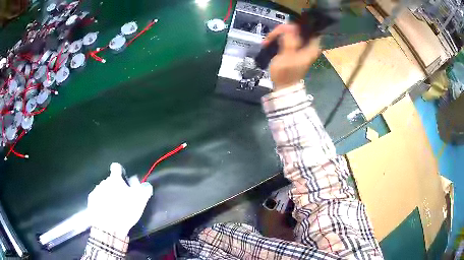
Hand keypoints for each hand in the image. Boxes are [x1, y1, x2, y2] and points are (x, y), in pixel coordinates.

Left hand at [87, 163, 152, 237]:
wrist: (108, 227)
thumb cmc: (125, 211)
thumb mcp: (140, 201)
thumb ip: (144, 189)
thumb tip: (145, 183)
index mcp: (115, 180)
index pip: (116, 167)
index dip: (120, 172)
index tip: (124, 180)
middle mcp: (104, 182)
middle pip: (110, 181)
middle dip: (115, 187)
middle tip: (122, 200)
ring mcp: (96, 191)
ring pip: (103, 190)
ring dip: (108, 195)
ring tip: (113, 208)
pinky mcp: (91, 201)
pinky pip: (97, 198)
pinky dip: (101, 202)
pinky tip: (106, 212)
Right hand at [263, 24, 320, 90]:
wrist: (283, 86)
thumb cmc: (286, 73)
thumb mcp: (287, 55)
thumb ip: (289, 39)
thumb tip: (290, 25)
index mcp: (311, 47)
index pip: (307, 28)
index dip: (295, 25)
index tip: (283, 28)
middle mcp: (308, 45)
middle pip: (297, 29)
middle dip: (282, 31)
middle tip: (271, 37)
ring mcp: (301, 47)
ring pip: (290, 33)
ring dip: (278, 35)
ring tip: (267, 41)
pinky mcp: (294, 49)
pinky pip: (286, 38)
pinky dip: (278, 39)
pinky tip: (270, 42)